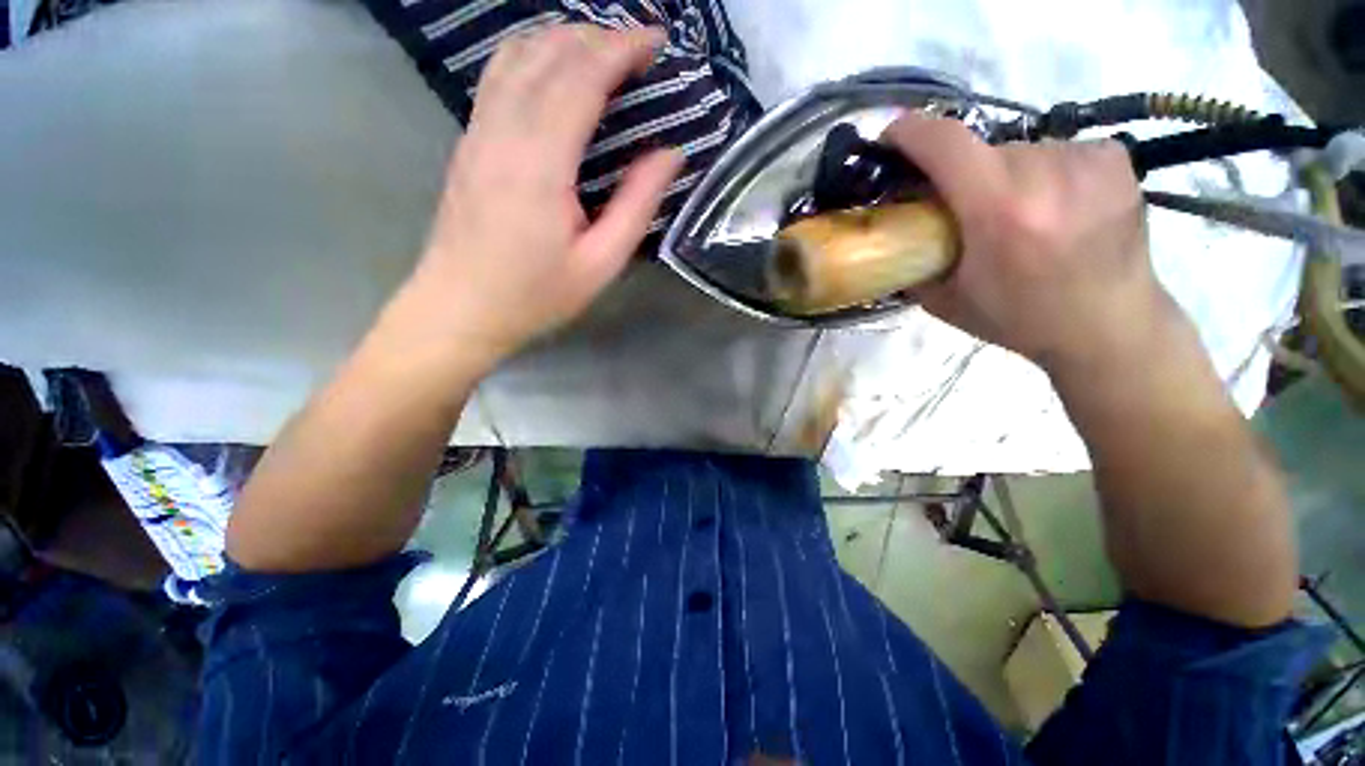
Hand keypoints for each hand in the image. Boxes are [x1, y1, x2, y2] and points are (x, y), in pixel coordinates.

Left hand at [402, 25, 683, 369]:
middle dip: (600, 37)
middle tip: (640, 49)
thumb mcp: (601, 263)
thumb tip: (671, 153)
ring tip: (604, 52)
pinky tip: (555, 70)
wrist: (460, 307)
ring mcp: (478, 130)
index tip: (659, 41)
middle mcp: (504, 130)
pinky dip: (534, 54)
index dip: (623, 48)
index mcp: (541, 162)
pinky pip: (499, 74)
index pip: (582, 76)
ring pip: (518, 52)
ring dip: (565, 39)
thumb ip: (637, 204)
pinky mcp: (469, 139)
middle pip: (550, 52)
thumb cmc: (536, 294)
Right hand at [883, 115, 1176, 374]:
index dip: (910, 132)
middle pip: (980, 150)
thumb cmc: (1020, 319)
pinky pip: (1055, 150)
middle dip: (959, 174)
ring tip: (1015, 214)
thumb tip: (896, 231)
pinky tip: (1052, 205)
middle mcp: (1046, 174)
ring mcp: (1087, 160)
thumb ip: (915, 262)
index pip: (946, 143)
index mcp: (999, 211)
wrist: (1110, 326)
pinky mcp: (1114, 158)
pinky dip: (1040, 171)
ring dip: (1001, 175)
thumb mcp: (946, 301)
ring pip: (1018, 151)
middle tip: (961, 209)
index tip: (891, 139)